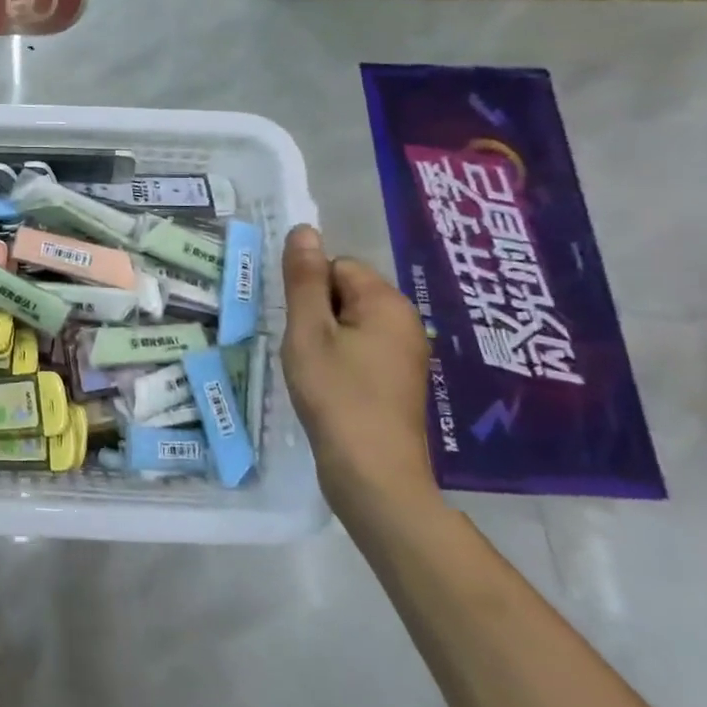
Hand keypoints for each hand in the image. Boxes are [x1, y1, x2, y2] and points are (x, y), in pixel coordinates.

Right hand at [281, 225, 438, 521]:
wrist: (374, 476)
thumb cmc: (336, 396)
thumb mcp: (308, 332)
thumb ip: (304, 279)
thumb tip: (304, 230)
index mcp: (387, 303)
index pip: (337, 266)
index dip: (309, 292)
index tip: (299, 327)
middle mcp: (406, 321)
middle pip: (345, 292)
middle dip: (317, 314)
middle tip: (304, 350)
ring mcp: (406, 353)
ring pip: (350, 322)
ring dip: (324, 339)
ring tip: (314, 371)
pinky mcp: (399, 380)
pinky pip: (361, 348)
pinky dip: (339, 360)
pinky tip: (329, 387)